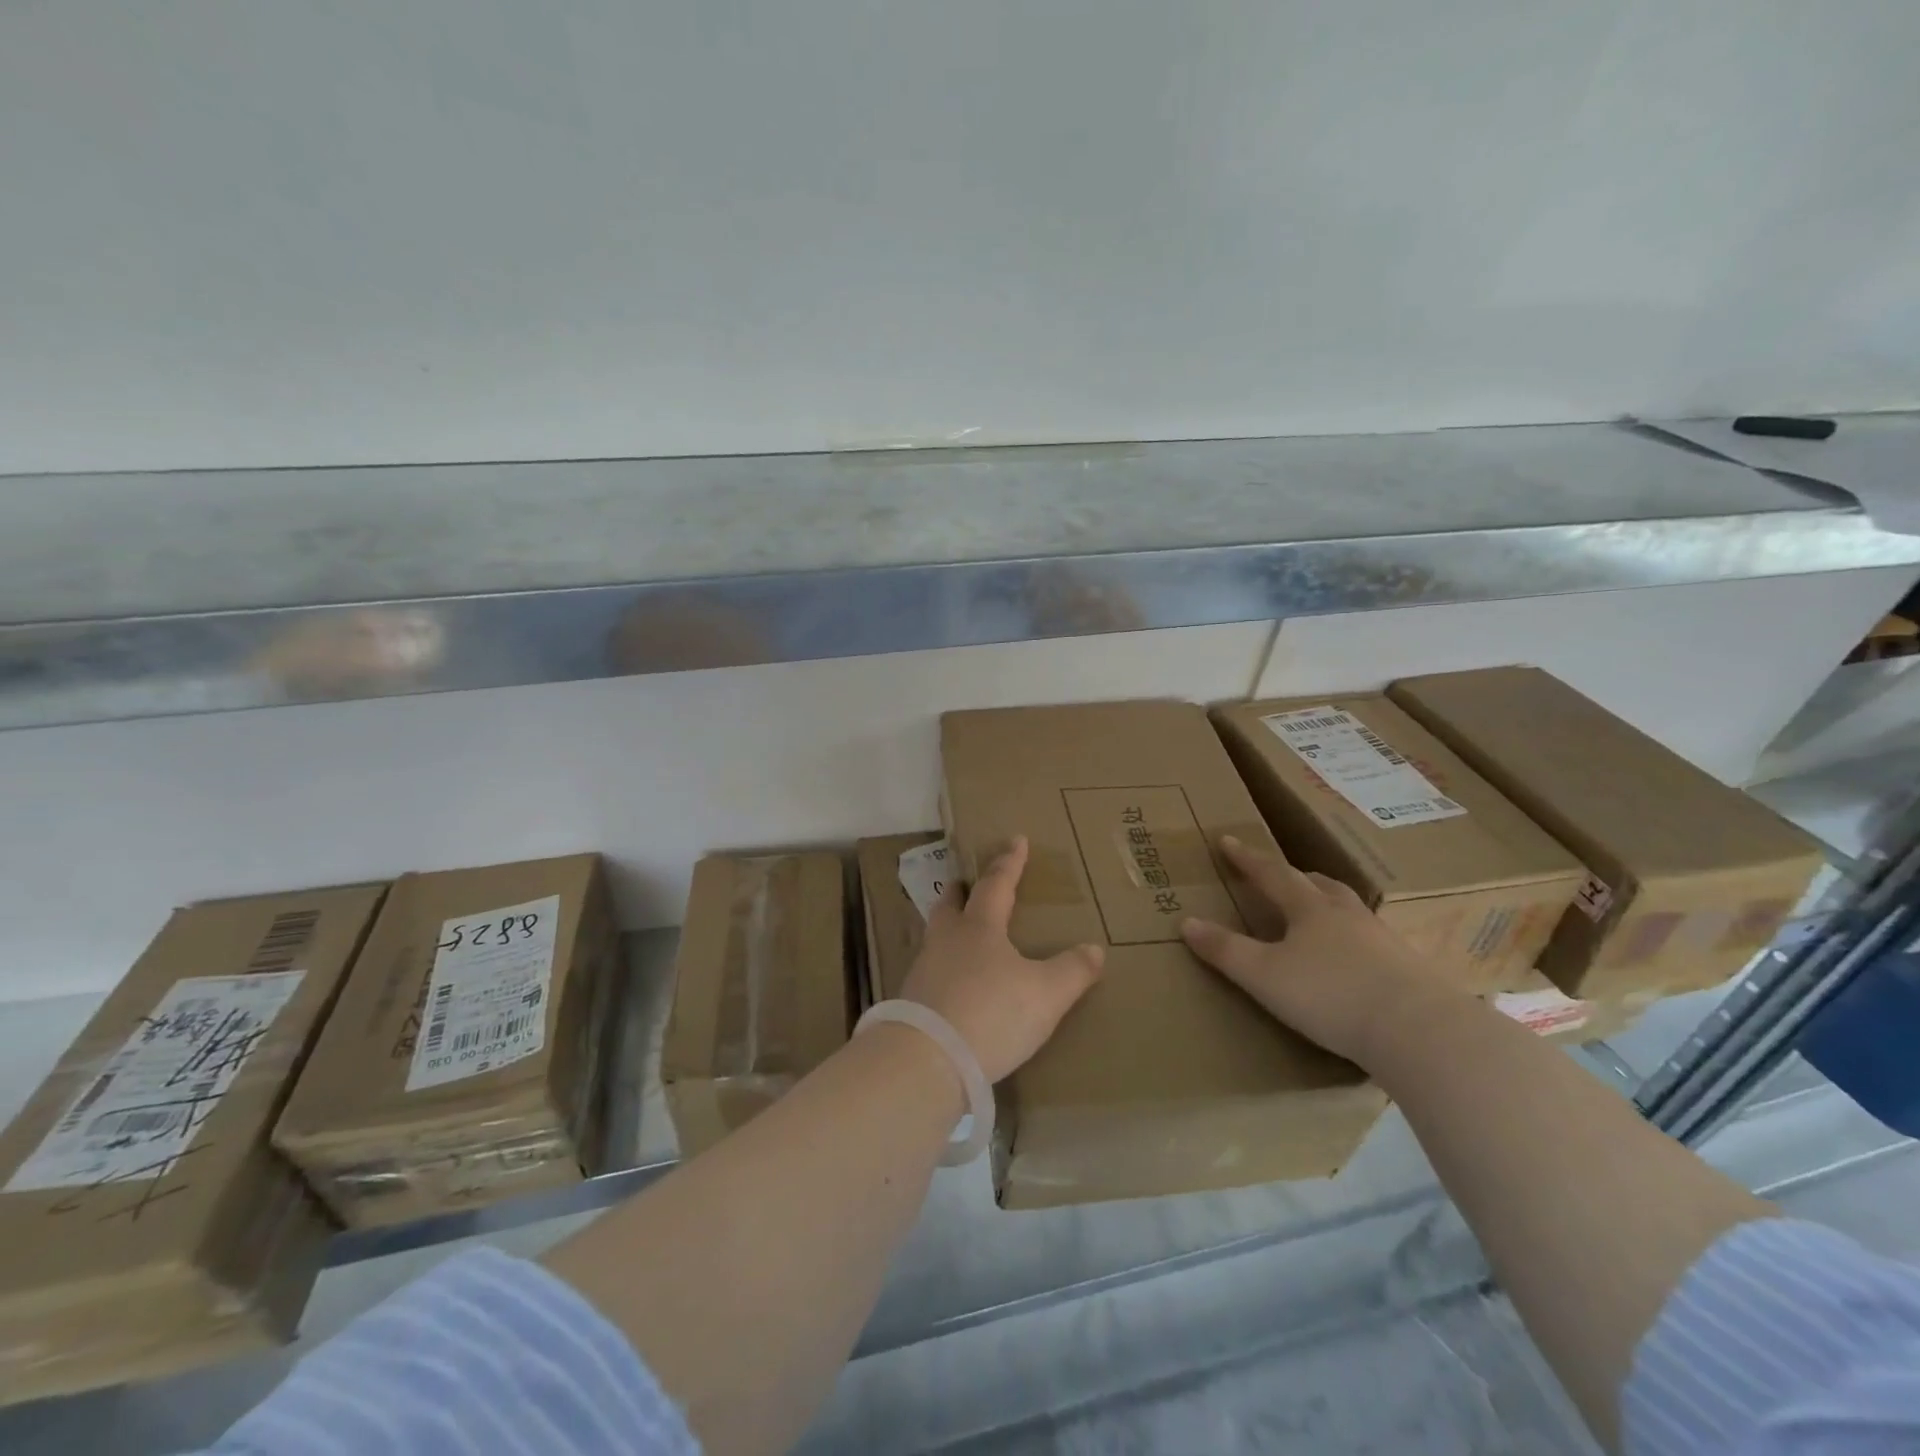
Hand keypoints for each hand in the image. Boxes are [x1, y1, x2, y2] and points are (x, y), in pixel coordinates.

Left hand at [900, 836, 1105, 1082]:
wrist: (927, 1059)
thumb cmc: (991, 1013)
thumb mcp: (1045, 994)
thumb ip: (1072, 971)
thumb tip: (1094, 949)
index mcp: (979, 927)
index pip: (997, 884)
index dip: (1009, 862)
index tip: (1016, 840)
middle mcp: (946, 940)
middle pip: (951, 904)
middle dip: (961, 890)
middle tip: (966, 883)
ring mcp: (923, 969)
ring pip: (935, 936)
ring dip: (948, 927)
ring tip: (960, 935)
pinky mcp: (911, 1001)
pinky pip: (930, 971)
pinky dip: (943, 966)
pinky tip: (951, 983)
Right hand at [1180, 836, 1459, 1066]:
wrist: (1420, 1031)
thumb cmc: (1331, 995)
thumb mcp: (1264, 976)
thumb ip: (1226, 950)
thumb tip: (1187, 922)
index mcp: (1310, 909)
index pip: (1271, 874)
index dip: (1247, 858)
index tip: (1227, 840)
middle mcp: (1347, 915)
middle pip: (1318, 885)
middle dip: (1294, 877)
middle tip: (1280, 875)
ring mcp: (1383, 941)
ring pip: (1349, 910)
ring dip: (1328, 904)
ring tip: (1319, 912)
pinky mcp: (1409, 970)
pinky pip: (1373, 942)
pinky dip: (1354, 940)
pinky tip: (1356, 960)